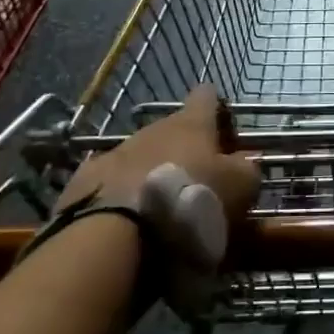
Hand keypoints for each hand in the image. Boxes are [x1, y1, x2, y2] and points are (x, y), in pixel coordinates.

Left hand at [58, 84, 259, 224]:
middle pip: (173, 130)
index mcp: (192, 124)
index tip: (225, 137)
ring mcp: (116, 151)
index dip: (217, 111)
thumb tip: (246, 162)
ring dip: (152, 174)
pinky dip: (120, 196)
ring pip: (141, 156)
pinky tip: (125, 223)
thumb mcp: (239, 189)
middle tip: (196, 187)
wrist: (114, 237)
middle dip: (184, 152)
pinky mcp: (85, 181)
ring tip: (159, 211)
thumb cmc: (189, 203)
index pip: (207, 96)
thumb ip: (247, 169)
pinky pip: (110, 182)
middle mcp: (154, 128)